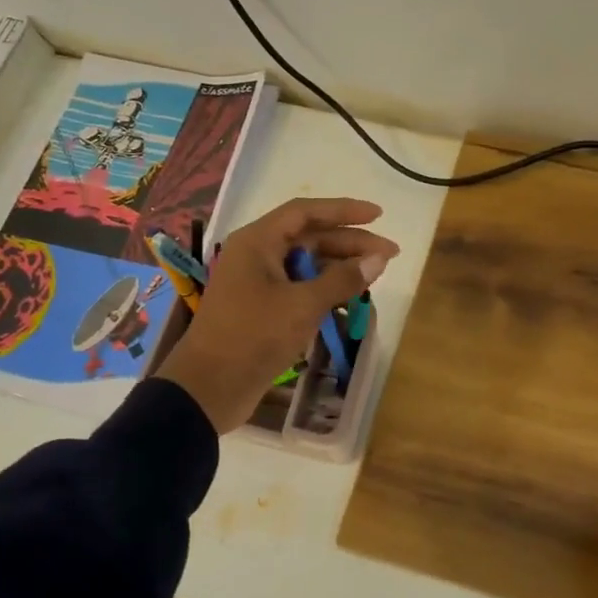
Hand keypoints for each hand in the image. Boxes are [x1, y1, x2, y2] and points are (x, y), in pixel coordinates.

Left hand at [153, 197, 396, 433]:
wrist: (209, 388)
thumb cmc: (254, 336)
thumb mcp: (303, 305)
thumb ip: (342, 279)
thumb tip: (378, 259)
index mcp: (258, 242)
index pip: (306, 212)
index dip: (343, 210)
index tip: (378, 215)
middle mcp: (257, 255)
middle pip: (309, 237)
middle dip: (349, 243)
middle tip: (389, 254)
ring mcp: (258, 283)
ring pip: (306, 264)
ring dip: (340, 268)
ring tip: (375, 275)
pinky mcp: (262, 309)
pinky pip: (299, 288)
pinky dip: (325, 289)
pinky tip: (350, 298)